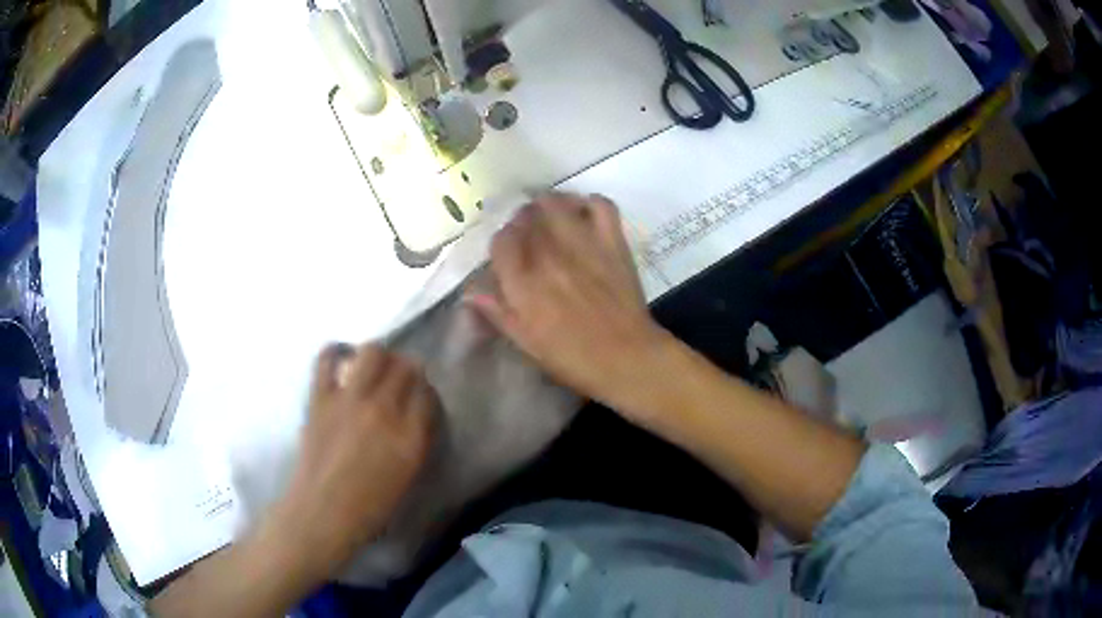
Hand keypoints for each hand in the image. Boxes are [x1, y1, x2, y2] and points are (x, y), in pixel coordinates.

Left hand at [277, 344, 436, 565]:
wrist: (322, 513)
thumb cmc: (369, 507)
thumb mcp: (408, 476)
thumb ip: (416, 439)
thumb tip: (414, 413)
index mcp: (411, 437)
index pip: (428, 393)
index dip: (425, 391)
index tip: (419, 397)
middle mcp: (384, 411)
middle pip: (406, 366)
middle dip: (407, 369)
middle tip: (398, 380)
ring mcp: (350, 400)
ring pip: (373, 351)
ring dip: (378, 356)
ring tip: (373, 368)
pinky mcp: (320, 397)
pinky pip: (327, 358)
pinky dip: (335, 353)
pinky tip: (341, 362)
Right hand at [466, 193, 672, 414]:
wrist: (627, 358)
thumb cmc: (573, 359)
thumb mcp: (526, 343)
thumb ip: (497, 313)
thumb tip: (470, 292)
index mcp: (523, 281)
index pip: (501, 240)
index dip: (502, 243)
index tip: (508, 253)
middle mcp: (548, 254)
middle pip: (526, 216)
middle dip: (523, 222)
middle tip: (529, 235)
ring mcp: (583, 243)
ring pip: (556, 203)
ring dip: (548, 205)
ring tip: (550, 218)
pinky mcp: (612, 241)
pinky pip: (600, 204)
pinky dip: (589, 203)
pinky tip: (584, 214)